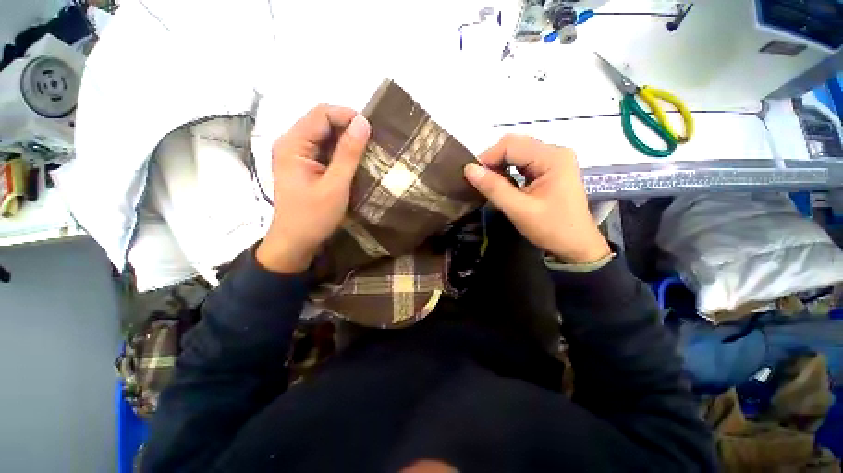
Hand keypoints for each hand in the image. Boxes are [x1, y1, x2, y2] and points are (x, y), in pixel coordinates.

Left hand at [256, 105, 370, 273]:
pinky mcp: (303, 166)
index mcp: (293, 144)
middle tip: (372, 143)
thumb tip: (363, 123)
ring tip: (366, 152)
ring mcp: (296, 155)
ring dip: (345, 141)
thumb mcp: (336, 185)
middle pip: (321, 122)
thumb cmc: (314, 217)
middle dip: (348, 128)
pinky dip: (340, 152)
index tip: (371, 131)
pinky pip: (323, 150)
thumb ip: (349, 153)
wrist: (295, 242)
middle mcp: (291, 143)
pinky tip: (353, 162)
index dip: (347, 116)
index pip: (321, 114)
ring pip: (324, 136)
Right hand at [463, 135, 609, 263]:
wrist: (576, 246)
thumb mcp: (519, 210)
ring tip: (488, 183)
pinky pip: (523, 162)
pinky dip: (509, 170)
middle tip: (479, 180)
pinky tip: (502, 183)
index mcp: (552, 157)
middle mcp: (554, 152)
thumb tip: (468, 169)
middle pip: (515, 145)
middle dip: (493, 160)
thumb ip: (494, 188)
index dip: (488, 158)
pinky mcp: (550, 169)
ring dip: (500, 165)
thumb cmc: (551, 229)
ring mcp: (554, 160)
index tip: (472, 176)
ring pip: (517, 152)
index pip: (510, 145)